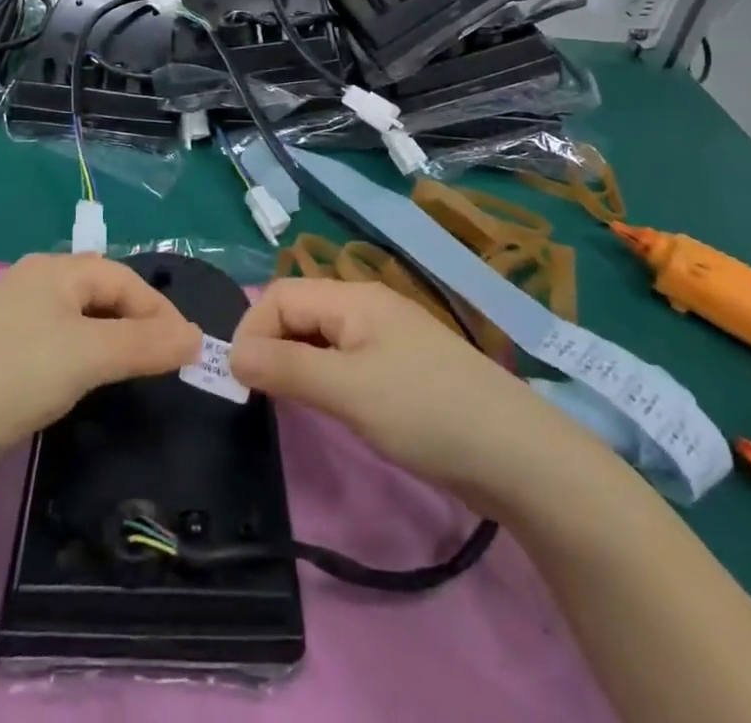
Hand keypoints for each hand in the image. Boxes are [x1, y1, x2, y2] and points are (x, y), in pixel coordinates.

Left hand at [0, 254, 201, 459]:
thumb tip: (196, 337)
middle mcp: (33, 285)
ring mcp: (12, 321)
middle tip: (166, 363)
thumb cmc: (14, 375)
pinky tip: (83, 386)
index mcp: (54, 270)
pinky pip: (55, 348)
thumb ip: (146, 344)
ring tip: (134, 375)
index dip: (159, 310)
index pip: (123, 278)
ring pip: (78, 324)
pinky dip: (81, 361)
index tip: (188, 350)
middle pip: (101, 295)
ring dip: (111, 344)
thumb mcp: (90, 355)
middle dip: (137, 324)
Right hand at [230, 279, 615, 516]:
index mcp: (353, 298)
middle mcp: (366, 307)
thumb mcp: (348, 390)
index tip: (240, 380)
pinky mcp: (400, 370)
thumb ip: (286, 367)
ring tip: (283, 402)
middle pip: (299, 311)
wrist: (518, 456)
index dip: (252, 329)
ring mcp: (386, 339)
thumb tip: (231, 353)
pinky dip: (322, 377)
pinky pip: (343, 360)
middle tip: (257, 395)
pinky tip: (325, 406)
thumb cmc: (426, 412)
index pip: (280, 295)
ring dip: (294, 362)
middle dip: (270, 344)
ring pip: (320, 337)